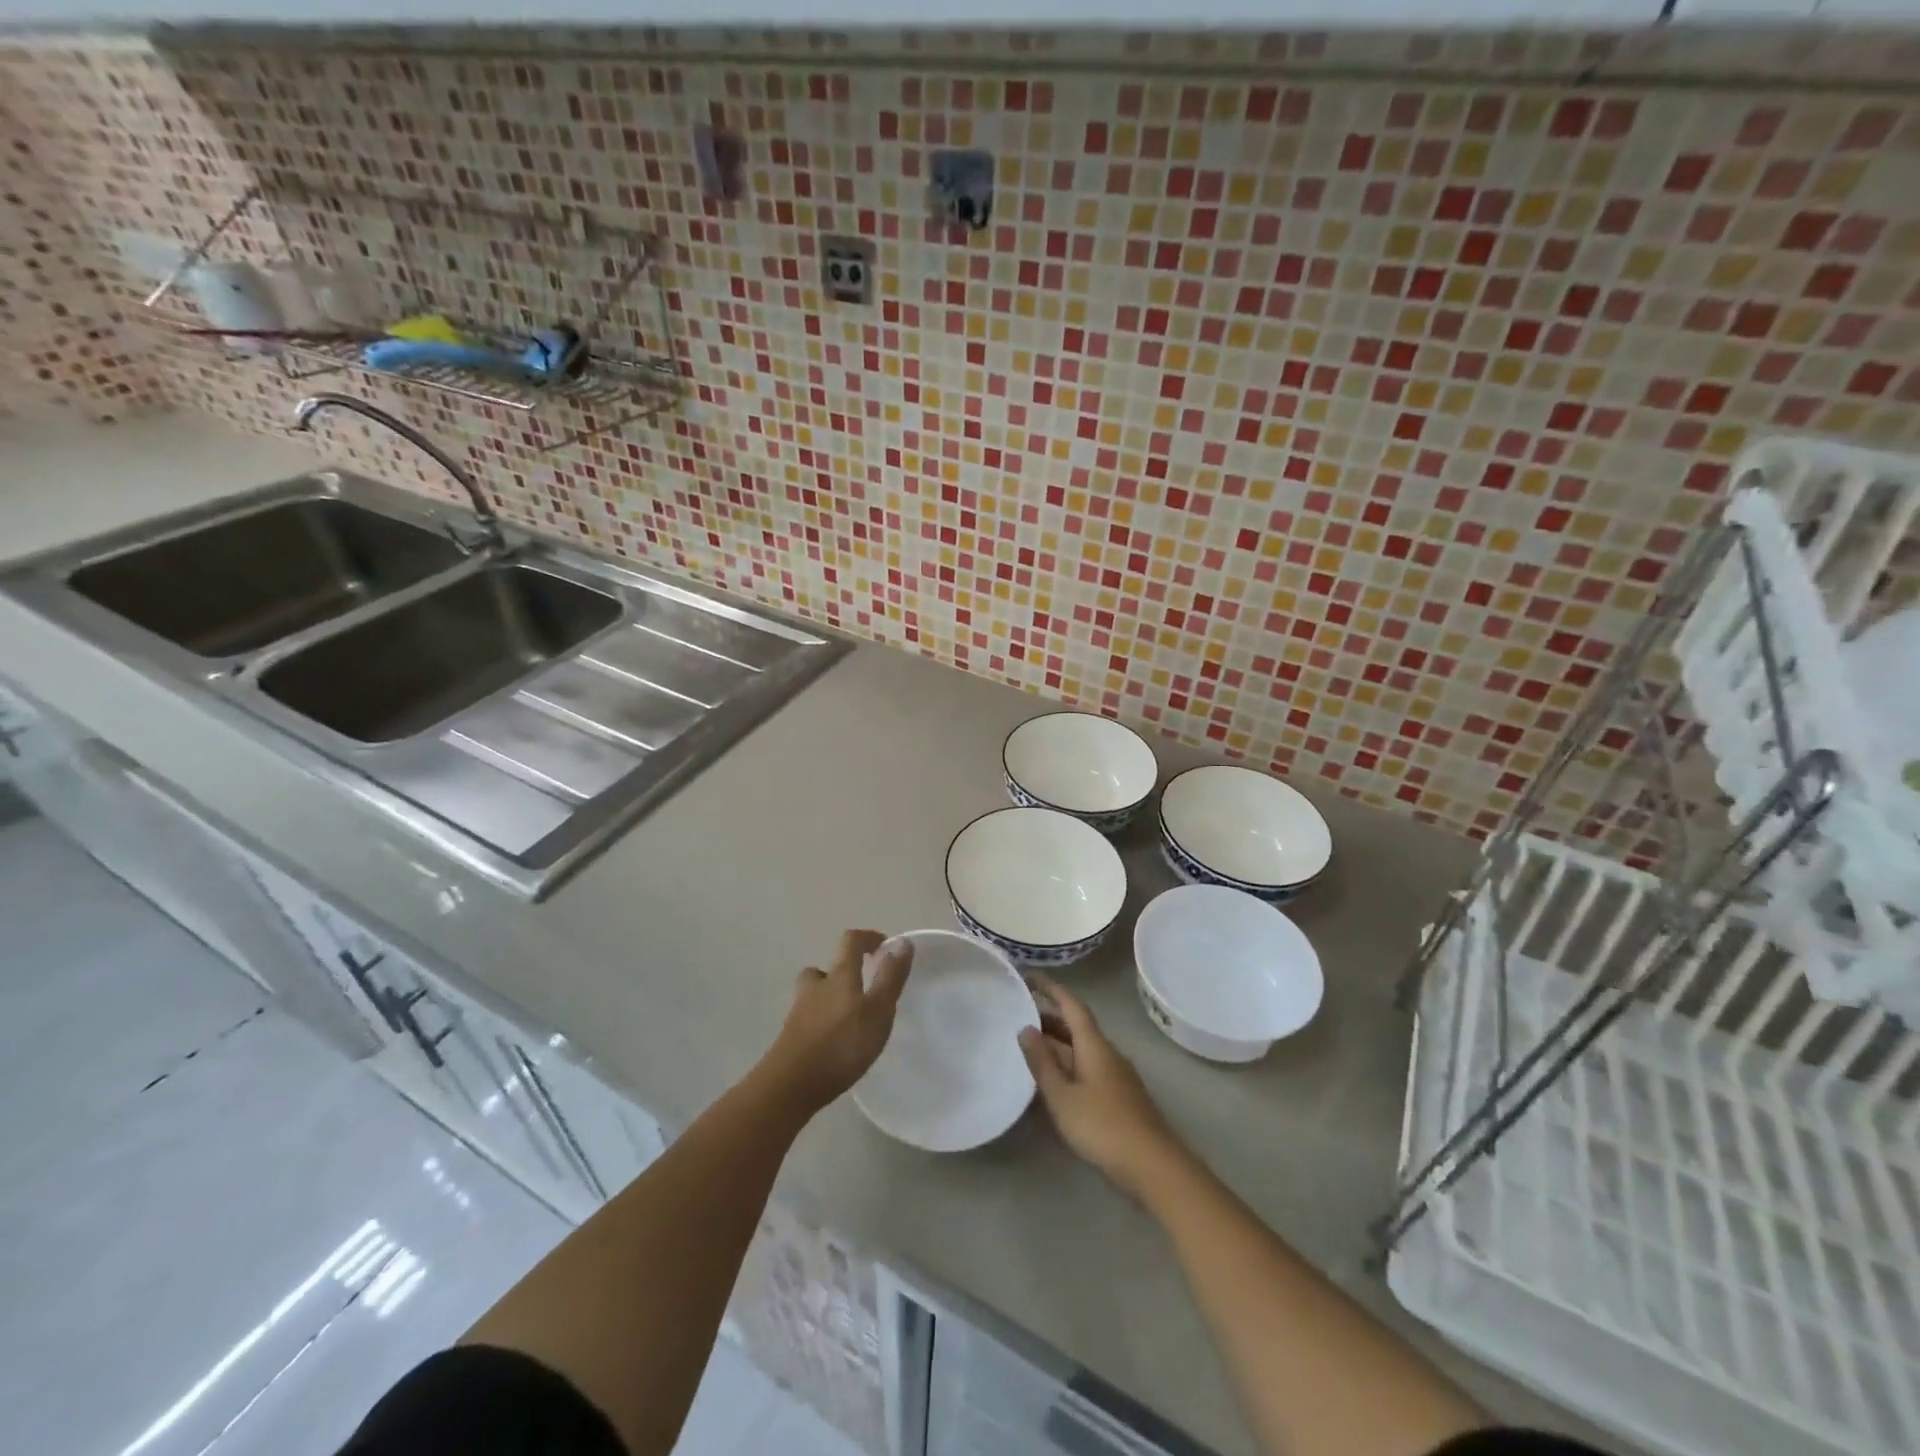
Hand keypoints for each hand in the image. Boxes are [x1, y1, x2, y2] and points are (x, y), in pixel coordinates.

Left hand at [760, 930, 912, 1114]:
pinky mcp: (790, 1037)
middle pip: (826, 967)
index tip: (884, 945)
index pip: (850, 941)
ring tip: (849, 1017)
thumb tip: (902, 941)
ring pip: (814, 993)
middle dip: (844, 971)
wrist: (790, 1086)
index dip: (867, 938)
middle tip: (862, 987)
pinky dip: (822, 1021)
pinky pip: (809, 1018)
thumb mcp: (878, 1010)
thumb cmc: (841, 1044)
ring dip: (830, 996)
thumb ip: (890, 977)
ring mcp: (798, 1012)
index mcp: (839, 975)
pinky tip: (834, 1042)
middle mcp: (815, 987)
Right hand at [1019, 975, 1185, 1197]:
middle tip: (1021, 1014)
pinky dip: (1068, 1063)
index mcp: (1094, 1045)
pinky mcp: (1120, 1097)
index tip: (1029, 976)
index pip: (1072, 1005)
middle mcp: (1108, 1053)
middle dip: (1051, 1017)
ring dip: (1059, 1042)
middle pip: (1078, 1026)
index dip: (1051, 989)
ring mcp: (1117, 1076)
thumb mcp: (1063, 1096)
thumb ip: (1042, 1062)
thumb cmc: (1103, 1127)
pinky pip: (1088, 1067)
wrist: (1154, 1166)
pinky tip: (1054, 1081)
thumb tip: (1025, 1028)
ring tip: (1031, 1046)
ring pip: (1083, 1048)